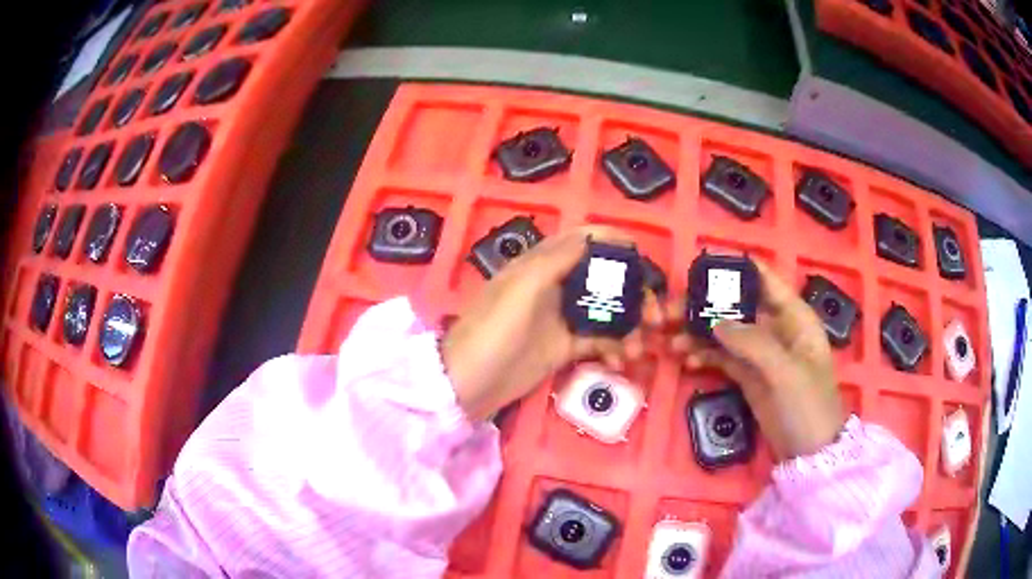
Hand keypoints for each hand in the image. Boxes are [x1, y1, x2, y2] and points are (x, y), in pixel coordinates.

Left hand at [442, 227, 660, 420]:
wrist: (471, 382)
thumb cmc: (493, 330)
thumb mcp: (521, 288)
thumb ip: (556, 260)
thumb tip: (592, 235)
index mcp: (543, 265)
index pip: (583, 241)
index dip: (613, 242)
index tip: (642, 254)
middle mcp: (556, 286)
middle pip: (604, 278)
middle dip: (634, 293)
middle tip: (656, 315)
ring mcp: (562, 318)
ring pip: (607, 311)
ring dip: (630, 326)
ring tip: (641, 349)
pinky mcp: (565, 347)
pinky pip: (599, 341)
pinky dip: (615, 348)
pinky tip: (622, 361)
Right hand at [672, 261, 843, 459]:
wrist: (808, 452)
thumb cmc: (808, 405)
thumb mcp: (785, 372)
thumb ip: (752, 344)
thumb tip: (715, 322)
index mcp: (794, 316)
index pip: (764, 280)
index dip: (736, 270)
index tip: (700, 266)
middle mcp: (776, 328)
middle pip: (737, 306)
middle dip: (706, 306)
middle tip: (671, 311)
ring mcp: (761, 354)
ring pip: (725, 332)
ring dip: (699, 333)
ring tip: (671, 341)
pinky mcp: (748, 376)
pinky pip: (722, 357)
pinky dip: (704, 356)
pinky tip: (687, 361)